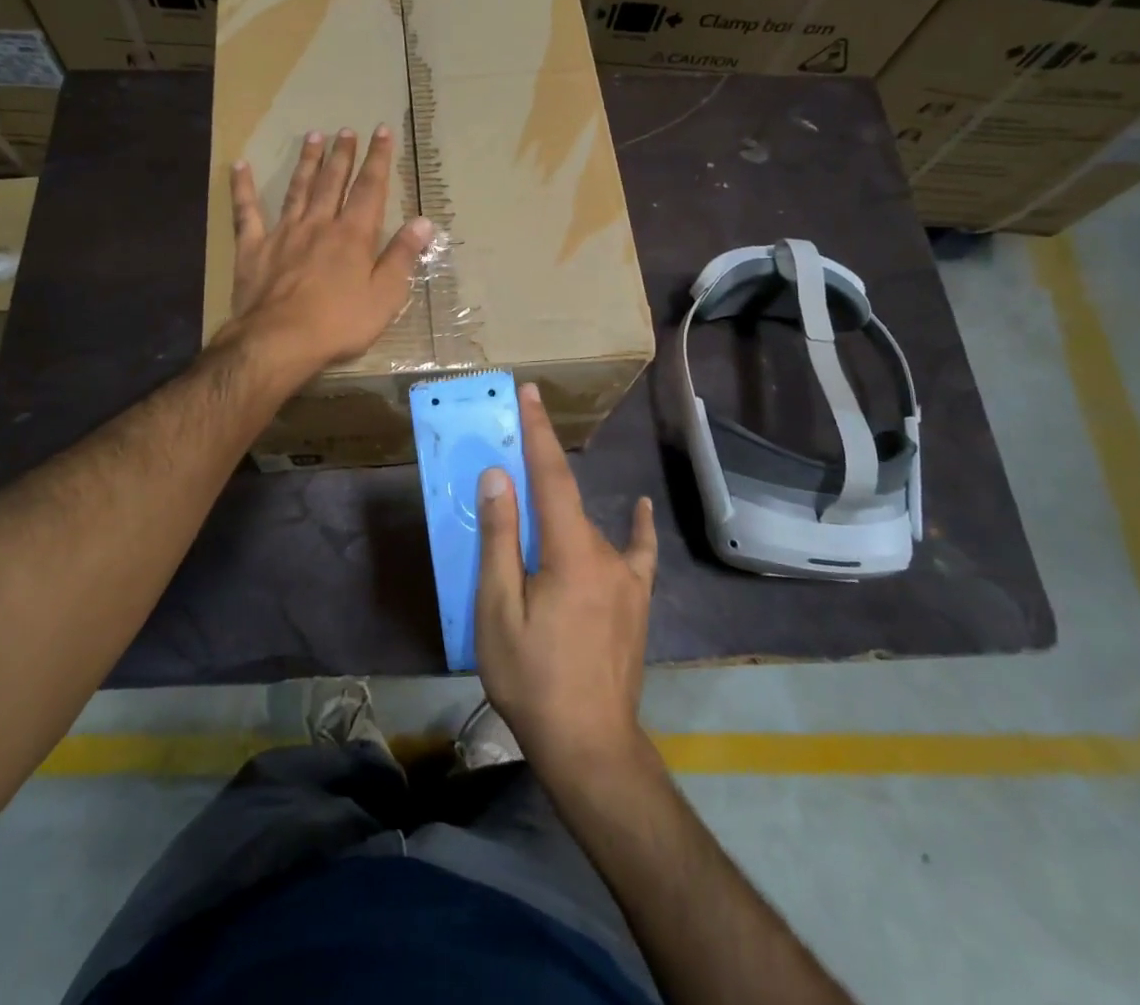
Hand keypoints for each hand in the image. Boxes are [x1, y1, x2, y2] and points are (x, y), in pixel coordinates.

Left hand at [224, 125, 433, 380]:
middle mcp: (319, 224)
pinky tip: (239, 166)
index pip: (370, 189)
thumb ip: (402, 256)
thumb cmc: (339, 323)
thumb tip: (423, 222)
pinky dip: (242, 188)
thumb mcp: (385, 296)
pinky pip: (247, 212)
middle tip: (346, 130)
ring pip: (297, 189)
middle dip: (342, 155)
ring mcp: (283, 233)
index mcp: (353, 235)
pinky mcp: (253, 248)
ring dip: (307, 162)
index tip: (381, 132)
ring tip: (313, 136)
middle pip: (332, 182)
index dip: (378, 159)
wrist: (279, 341)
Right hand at [476, 383, 656, 776]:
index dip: (539, 431)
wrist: (590, 746)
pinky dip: (639, 528)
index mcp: (569, 552)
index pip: (550, 475)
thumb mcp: (498, 611)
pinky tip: (642, 509)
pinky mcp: (636, 600)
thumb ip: (500, 540)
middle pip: (567, 498)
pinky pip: (638, 553)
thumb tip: (498, 477)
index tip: (530, 392)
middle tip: (513, 445)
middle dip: (540, 465)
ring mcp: (627, 577)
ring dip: (562, 505)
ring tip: (536, 500)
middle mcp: (605, 553)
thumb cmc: (533, 679)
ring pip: (588, 527)